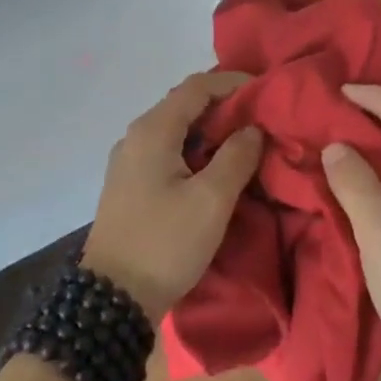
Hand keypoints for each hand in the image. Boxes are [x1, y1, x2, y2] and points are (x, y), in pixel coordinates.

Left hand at [82, 71, 263, 315]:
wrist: (113, 298)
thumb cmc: (165, 243)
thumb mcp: (211, 200)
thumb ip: (237, 157)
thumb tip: (252, 128)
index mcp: (153, 131)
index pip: (197, 86)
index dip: (233, 82)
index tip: (267, 90)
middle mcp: (135, 137)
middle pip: (184, 104)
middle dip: (225, 105)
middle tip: (262, 116)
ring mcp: (129, 161)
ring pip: (176, 129)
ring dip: (211, 130)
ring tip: (247, 140)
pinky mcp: (130, 184)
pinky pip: (168, 151)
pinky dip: (196, 149)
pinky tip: (216, 166)